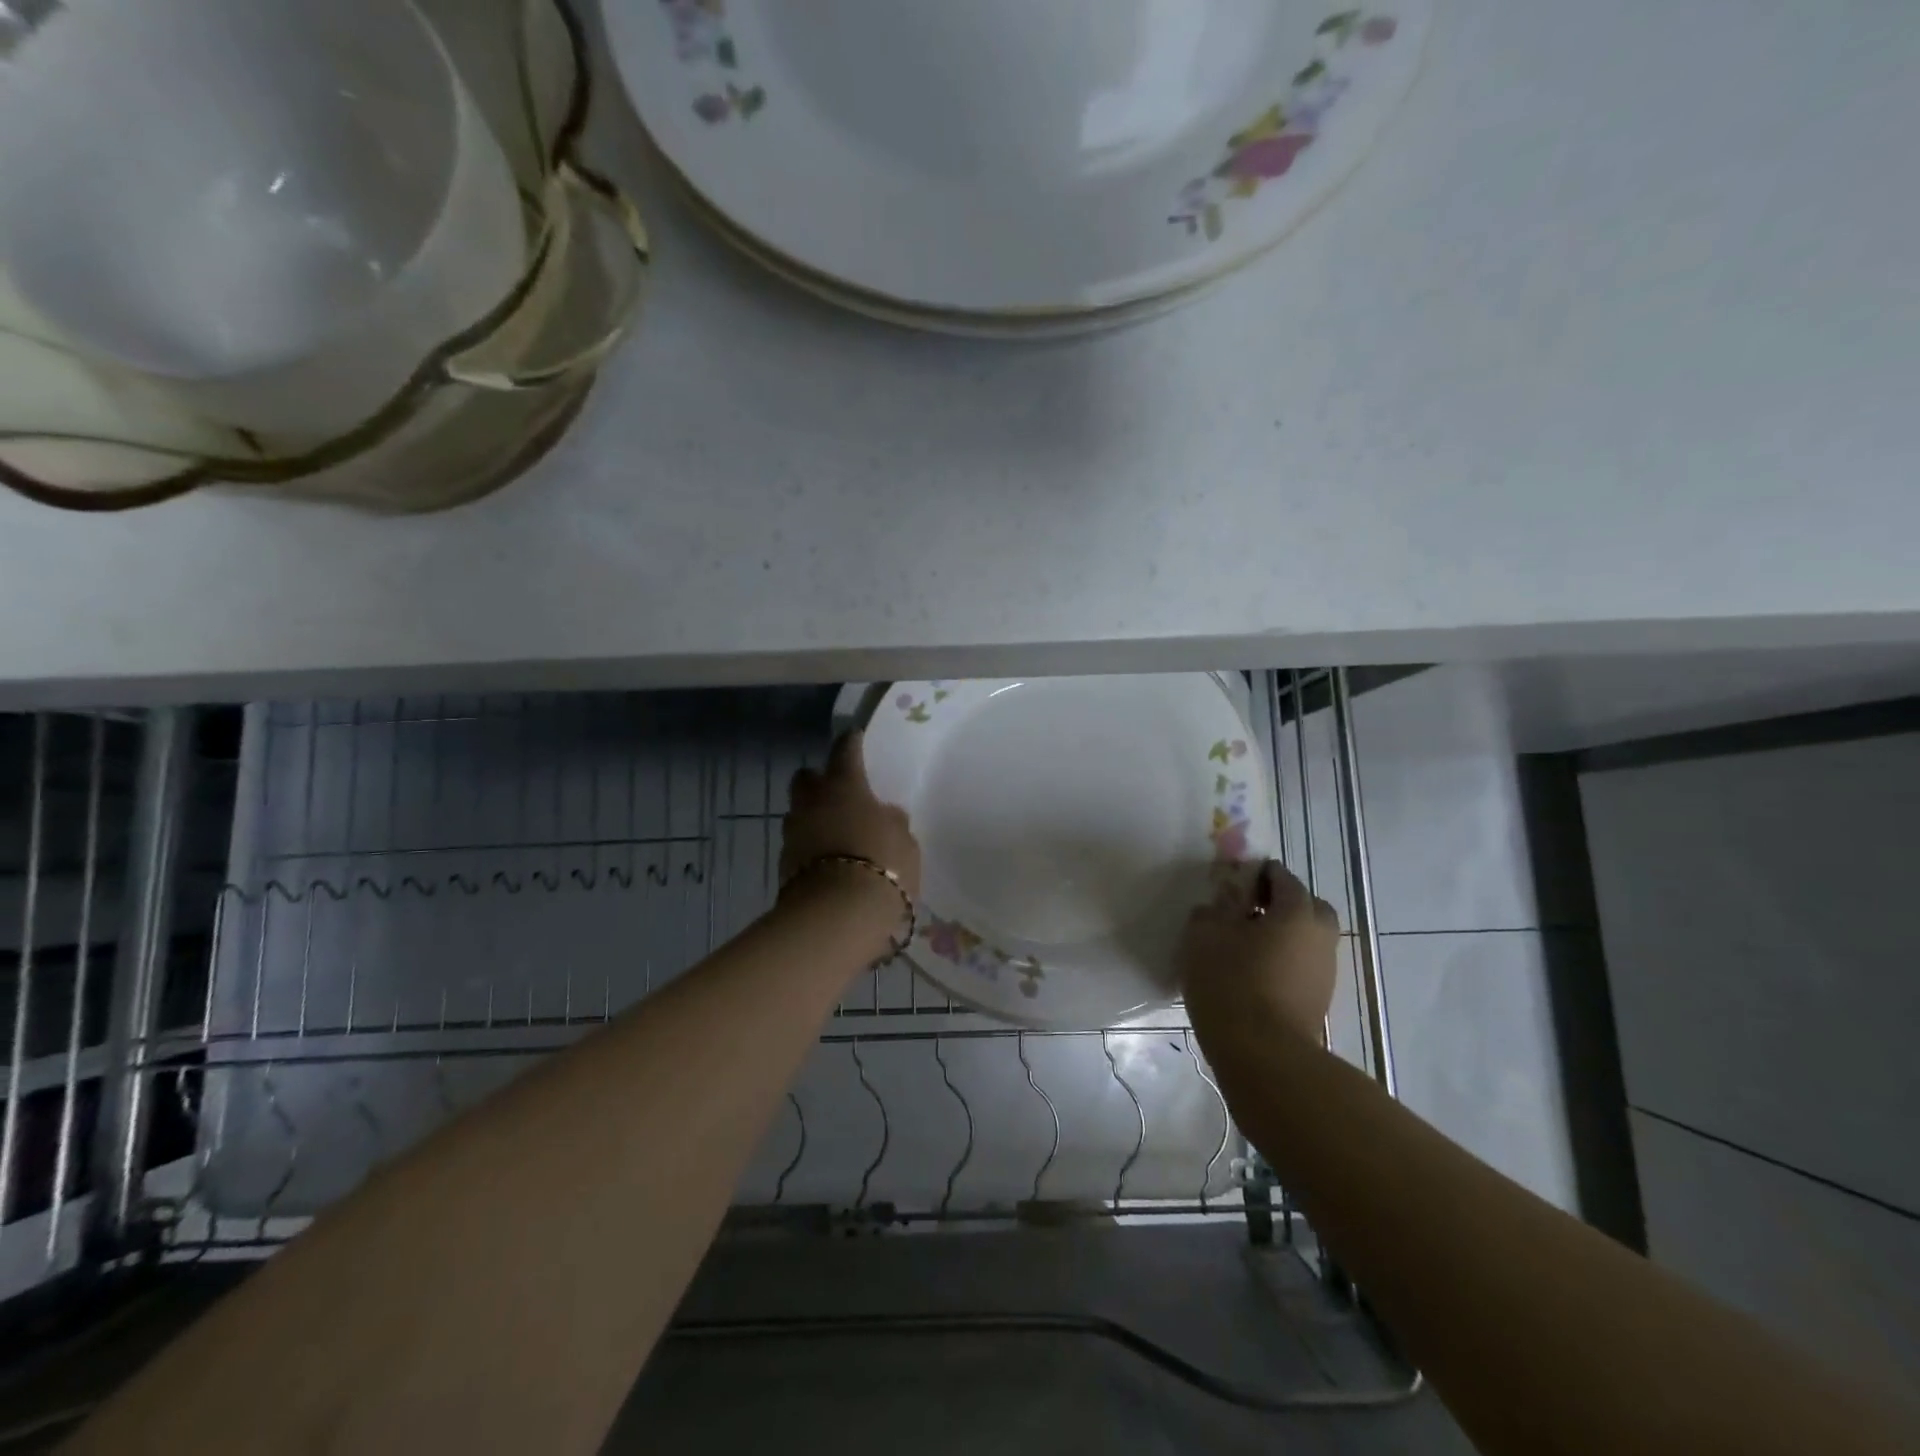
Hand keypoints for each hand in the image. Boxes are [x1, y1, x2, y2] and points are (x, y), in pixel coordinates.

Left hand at [780, 730, 921, 903]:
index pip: (845, 751)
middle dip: (817, 780)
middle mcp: (812, 802)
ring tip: (835, 833)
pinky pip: (798, 846)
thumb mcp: (904, 841)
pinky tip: (829, 861)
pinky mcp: (783, 865)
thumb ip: (893, 821)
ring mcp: (793, 833)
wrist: (838, 914)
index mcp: (844, 786)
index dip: (850, 743)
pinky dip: (811, 848)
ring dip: (813, 817)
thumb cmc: (882, 865)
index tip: (854, 736)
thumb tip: (885, 814)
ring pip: (798, 813)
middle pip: (806, 778)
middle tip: (837, 792)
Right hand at [1179, 860, 1339, 1047]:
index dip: (1255, 874)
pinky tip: (1253, 973)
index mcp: (1297, 911)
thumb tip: (1221, 903)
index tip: (1231, 883)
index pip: (1281, 876)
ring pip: (1305, 938)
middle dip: (1278, 904)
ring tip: (1243, 946)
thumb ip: (1212, 909)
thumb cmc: (1231, 982)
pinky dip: (1282, 961)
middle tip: (1244, 913)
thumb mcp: (1204, 934)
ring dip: (1280, 935)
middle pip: (1304, 906)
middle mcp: (1320, 935)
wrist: (1263, 1054)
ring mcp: (1325, 971)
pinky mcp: (1319, 1000)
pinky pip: (1301, 965)